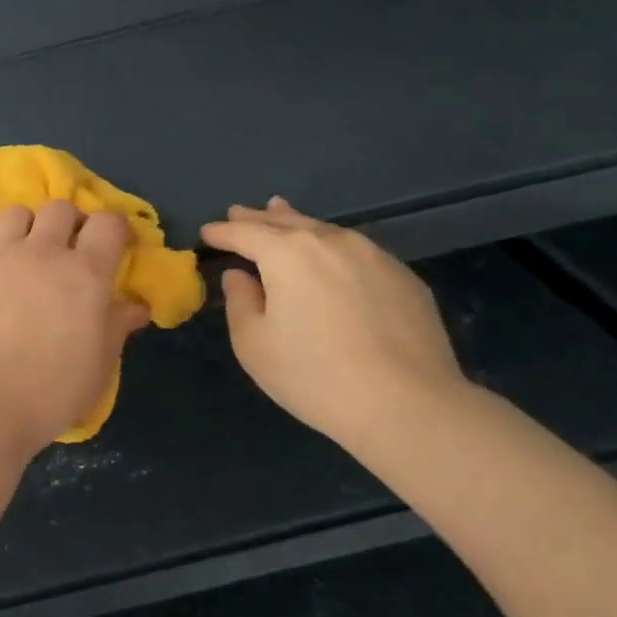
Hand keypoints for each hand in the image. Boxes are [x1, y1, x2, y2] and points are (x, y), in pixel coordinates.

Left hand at [0, 200, 149, 453]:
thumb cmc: (52, 391)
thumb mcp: (99, 365)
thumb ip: (117, 326)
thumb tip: (136, 306)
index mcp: (86, 273)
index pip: (109, 223)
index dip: (115, 231)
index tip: (114, 250)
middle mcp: (43, 252)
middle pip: (60, 208)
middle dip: (69, 223)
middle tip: (68, 251)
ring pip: (16, 213)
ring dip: (26, 228)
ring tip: (25, 254)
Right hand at [200, 198, 467, 447]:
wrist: (408, 405)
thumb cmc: (314, 375)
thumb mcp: (254, 344)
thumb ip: (240, 301)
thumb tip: (240, 276)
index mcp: (288, 254)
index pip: (245, 233)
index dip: (222, 232)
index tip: (207, 232)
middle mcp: (331, 242)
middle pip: (287, 222)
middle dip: (259, 218)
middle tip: (239, 212)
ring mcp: (374, 256)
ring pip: (325, 231)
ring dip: (297, 224)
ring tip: (282, 214)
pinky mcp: (404, 277)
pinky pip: (356, 251)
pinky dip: (332, 247)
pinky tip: (330, 257)